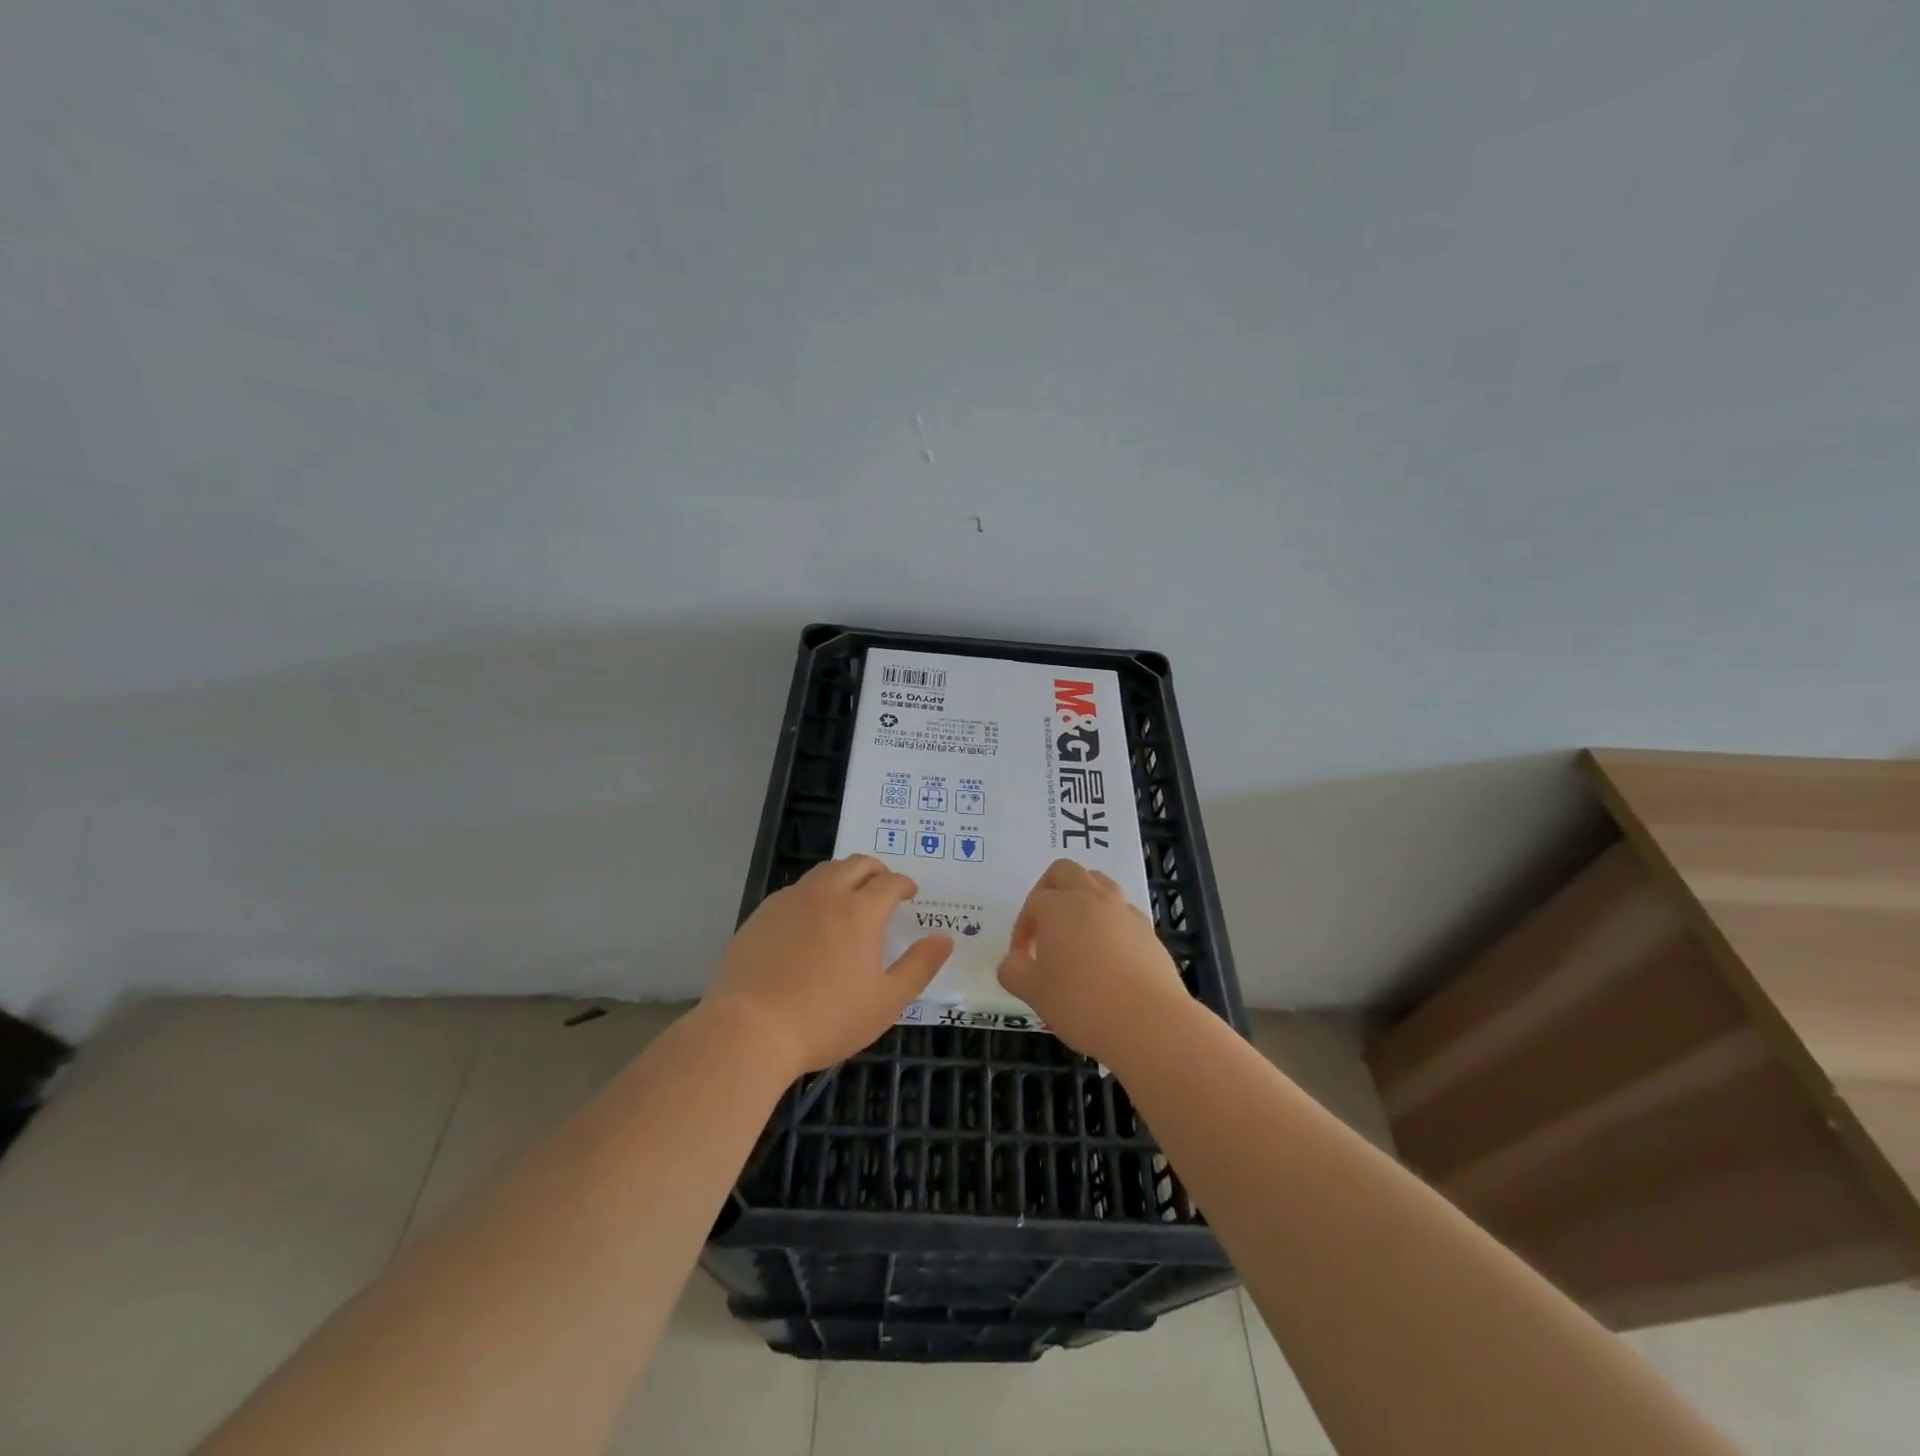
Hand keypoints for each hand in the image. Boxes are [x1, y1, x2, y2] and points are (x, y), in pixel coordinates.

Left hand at [705, 855, 953, 1074]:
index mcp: (861, 910)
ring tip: (848, 898)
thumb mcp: (886, 1001)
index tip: (910, 893)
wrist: (751, 1029)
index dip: (904, 884)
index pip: (890, 881)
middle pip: (856, 864)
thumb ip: (919, 966)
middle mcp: (826, 893)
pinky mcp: (761, 914)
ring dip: (843, 876)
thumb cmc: (827, 1018)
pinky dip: (812, 894)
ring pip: (823, 872)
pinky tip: (809, 921)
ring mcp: (790, 900)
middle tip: (883, 887)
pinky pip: (795, 891)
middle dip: (876, 870)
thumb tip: (944, 938)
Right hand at [997, 858, 1192, 1065]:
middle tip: (1044, 926)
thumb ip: (1013, 971)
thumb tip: (1013, 961)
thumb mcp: (1033, 992)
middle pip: (1065, 871)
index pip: (1033, 902)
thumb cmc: (1081, 1003)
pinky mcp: (1147, 930)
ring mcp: (1123, 911)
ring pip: (1098, 883)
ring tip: (1076, 932)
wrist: (1149, 1023)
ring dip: (1081, 898)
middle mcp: (1092, 898)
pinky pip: (1122, 911)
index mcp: (1059, 906)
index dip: (1022, 928)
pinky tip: (1107, 954)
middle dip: (1048, 891)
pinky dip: (1108, 921)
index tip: (1022, 958)